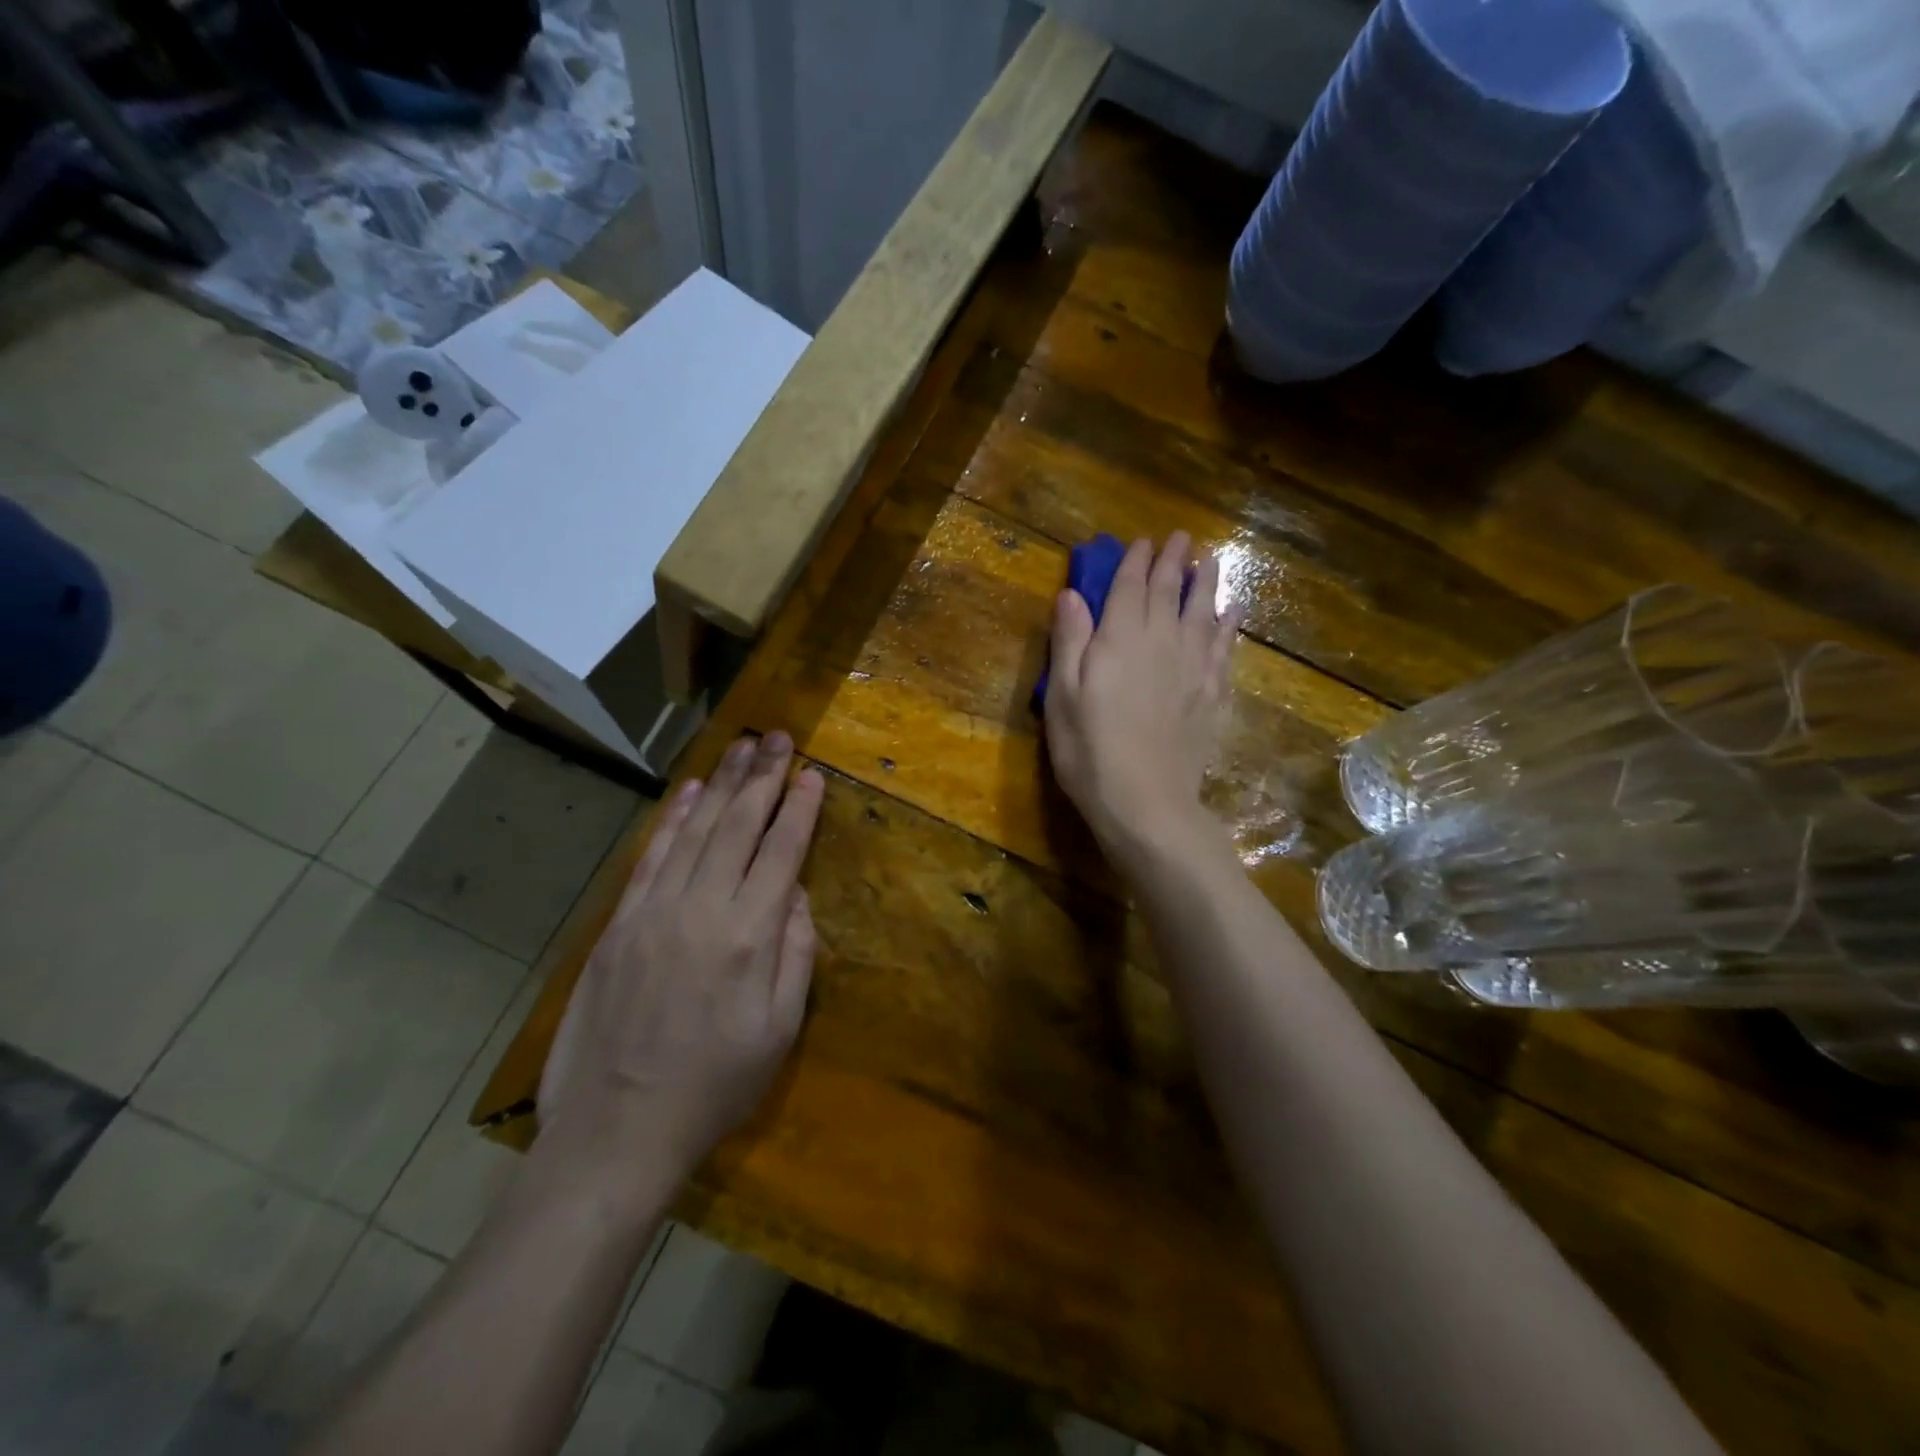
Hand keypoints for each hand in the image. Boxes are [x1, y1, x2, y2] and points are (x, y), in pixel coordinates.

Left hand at [540, 732, 824, 1199]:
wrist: (615, 1130)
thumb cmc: (714, 1087)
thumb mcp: (779, 1031)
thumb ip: (796, 954)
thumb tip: (796, 893)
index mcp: (749, 936)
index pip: (782, 852)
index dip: (801, 809)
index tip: (814, 775)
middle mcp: (703, 909)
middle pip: (740, 826)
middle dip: (764, 777)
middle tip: (779, 738)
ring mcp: (655, 911)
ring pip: (696, 831)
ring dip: (724, 784)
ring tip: (743, 747)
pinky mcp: (620, 923)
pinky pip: (652, 856)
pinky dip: (675, 819)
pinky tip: (693, 791)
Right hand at [1044, 533, 1240, 863]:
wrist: (1146, 801)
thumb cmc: (1090, 751)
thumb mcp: (1062, 696)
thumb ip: (1069, 641)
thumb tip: (1071, 594)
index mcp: (1119, 639)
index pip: (1130, 588)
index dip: (1136, 562)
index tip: (1144, 541)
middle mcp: (1161, 642)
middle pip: (1171, 592)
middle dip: (1175, 562)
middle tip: (1183, 538)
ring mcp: (1192, 668)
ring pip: (1203, 613)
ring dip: (1207, 584)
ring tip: (1213, 561)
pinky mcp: (1211, 695)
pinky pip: (1224, 648)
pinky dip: (1229, 625)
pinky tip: (1233, 612)